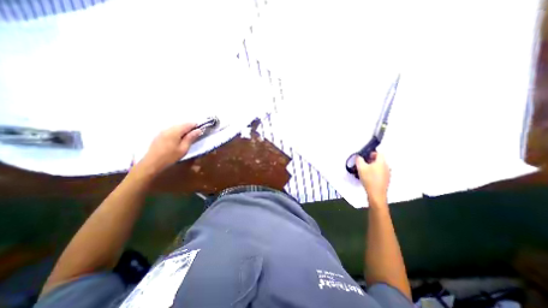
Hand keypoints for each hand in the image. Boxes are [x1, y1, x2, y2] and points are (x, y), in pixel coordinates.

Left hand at [135, 122, 203, 177]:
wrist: (152, 162)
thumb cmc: (170, 157)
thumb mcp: (184, 148)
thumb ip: (191, 138)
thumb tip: (198, 130)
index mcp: (175, 131)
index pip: (188, 124)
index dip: (196, 126)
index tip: (201, 131)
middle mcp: (168, 128)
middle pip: (182, 124)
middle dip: (189, 128)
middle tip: (195, 136)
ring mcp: (163, 131)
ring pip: (176, 127)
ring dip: (183, 131)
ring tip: (187, 138)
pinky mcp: (160, 134)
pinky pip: (171, 130)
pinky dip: (177, 132)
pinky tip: (178, 140)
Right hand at [355, 151, 388, 204]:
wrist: (376, 194)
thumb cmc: (369, 179)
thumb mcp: (361, 167)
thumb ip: (359, 160)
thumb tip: (358, 157)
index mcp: (381, 162)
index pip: (378, 153)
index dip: (371, 153)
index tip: (365, 157)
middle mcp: (386, 167)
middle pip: (379, 160)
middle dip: (370, 161)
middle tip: (363, 164)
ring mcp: (387, 174)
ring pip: (379, 167)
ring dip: (372, 167)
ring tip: (364, 171)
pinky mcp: (386, 180)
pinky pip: (380, 173)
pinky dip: (375, 173)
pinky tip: (368, 177)